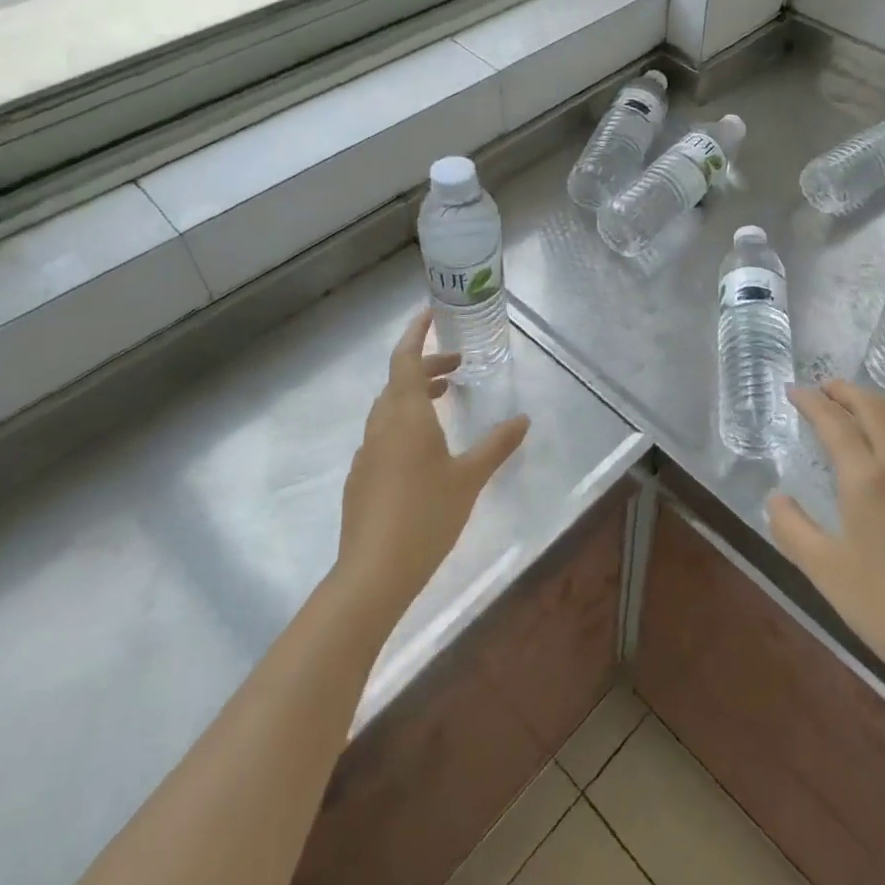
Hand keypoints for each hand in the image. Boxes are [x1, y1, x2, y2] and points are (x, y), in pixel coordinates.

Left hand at [335, 308, 527, 622]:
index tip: (430, 312)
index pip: (406, 357)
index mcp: (406, 414)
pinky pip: (384, 432)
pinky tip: (425, 448)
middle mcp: (381, 424)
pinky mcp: (361, 476)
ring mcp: (367, 451)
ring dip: (416, 393)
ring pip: (390, 407)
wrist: (373, 572)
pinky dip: (405, 421)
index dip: (416, 332)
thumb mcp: (470, 477)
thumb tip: (523, 419)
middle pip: (399, 379)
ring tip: (445, 398)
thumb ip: (497, 445)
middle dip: (427, 365)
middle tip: (458, 365)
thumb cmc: (427, 515)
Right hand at [768, 381, 884, 713]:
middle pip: (877, 410)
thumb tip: (775, 497)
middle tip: (827, 389)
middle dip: (848, 392)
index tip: (795, 392)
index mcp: (867, 481)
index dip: (812, 402)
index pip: (835, 423)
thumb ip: (791, 528)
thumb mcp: (824, 573)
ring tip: (869, 411)